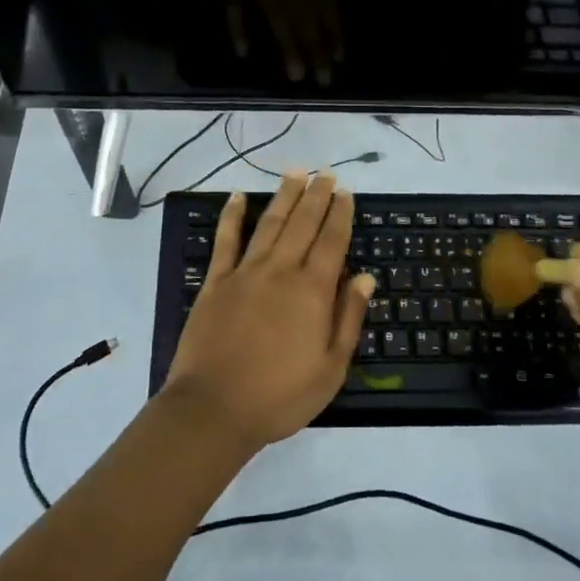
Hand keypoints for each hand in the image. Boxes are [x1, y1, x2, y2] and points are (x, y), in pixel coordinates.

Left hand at [162, 170, 374, 451]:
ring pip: (270, 223)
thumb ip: (349, 318)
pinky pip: (226, 240)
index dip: (340, 214)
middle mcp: (281, 270)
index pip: (332, 241)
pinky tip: (238, 196)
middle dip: (316, 195)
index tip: (346, 192)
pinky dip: (232, 216)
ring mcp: (245, 272)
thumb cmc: (280, 395)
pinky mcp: (216, 281)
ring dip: (284, 195)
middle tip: (326, 172)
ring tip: (295, 172)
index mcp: (312, 291)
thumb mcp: (331, 368)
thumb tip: (365, 276)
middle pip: (303, 223)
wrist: (215, 408)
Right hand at [197, 0, 351, 84]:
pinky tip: (243, 52)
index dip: (334, 31)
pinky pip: (233, 1)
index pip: (326, 1)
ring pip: (274, 14)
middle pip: (303, 15)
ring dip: (286, 46)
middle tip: (322, 82)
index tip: (340, 59)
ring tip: (294, 76)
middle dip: (314, 48)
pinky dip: (237, 26)